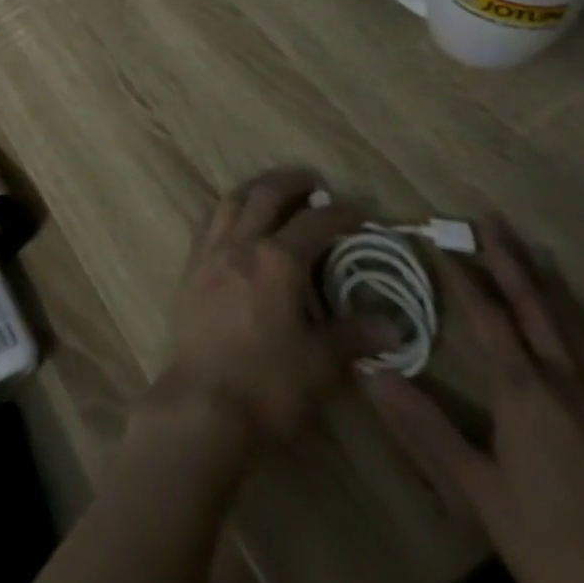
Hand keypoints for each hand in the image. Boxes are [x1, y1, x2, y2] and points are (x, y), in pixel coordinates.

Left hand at [146, 171, 395, 454]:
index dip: (339, 214)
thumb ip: (353, 336)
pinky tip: (233, 220)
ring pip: (231, 201)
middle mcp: (242, 243)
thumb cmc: (269, 384)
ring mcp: (211, 251)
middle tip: (311, 181)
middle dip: (291, 183)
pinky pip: (209, 222)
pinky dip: (227, 210)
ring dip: (253, 188)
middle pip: (265, 196)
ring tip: (270, 189)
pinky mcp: (190, 267)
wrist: (204, 401)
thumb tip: (393, 326)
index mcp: (278, 260)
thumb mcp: (321, 364)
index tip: (358, 212)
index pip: (314, 223)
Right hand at [364, 220, 583, 582]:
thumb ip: (425, 427)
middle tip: (489, 219)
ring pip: (577, 328)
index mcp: (525, 390)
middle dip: (509, 260)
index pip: (486, 315)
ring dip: (550, 285)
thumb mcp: (480, 492)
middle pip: (535, 306)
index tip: (435, 237)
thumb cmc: (553, 546)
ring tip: (535, 251)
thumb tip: (367, 370)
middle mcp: (568, 383)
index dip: (459, 274)